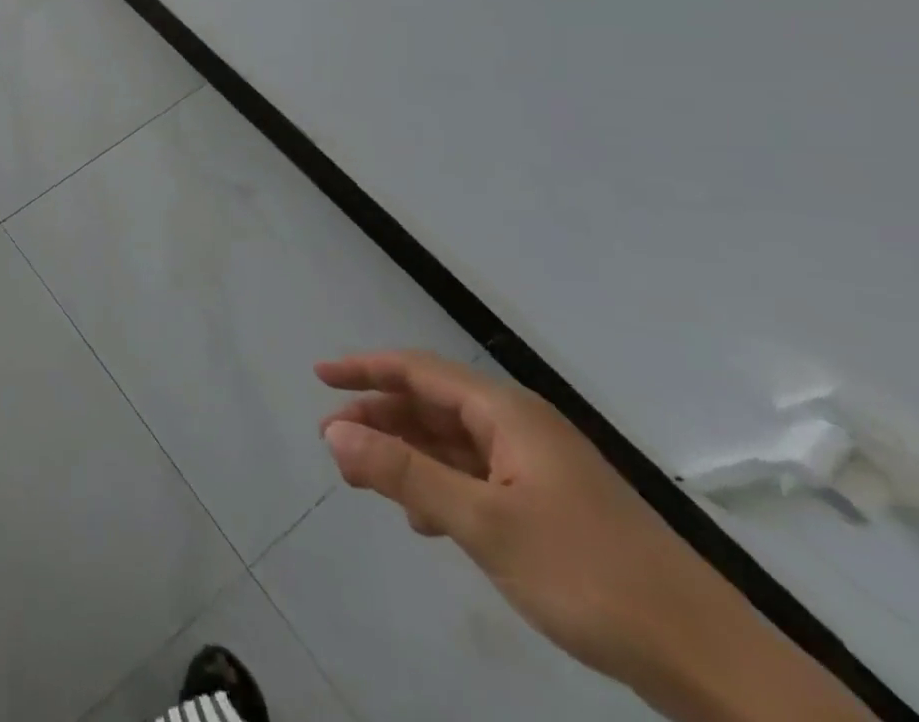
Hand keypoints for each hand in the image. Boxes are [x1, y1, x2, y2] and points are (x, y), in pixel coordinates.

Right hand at [315, 351, 747, 691]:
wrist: (713, 663)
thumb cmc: (589, 575)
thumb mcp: (483, 523)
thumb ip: (403, 472)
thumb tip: (333, 432)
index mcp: (507, 414)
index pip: (418, 370)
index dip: (364, 369)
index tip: (318, 377)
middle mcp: (521, 427)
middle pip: (432, 405)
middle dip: (380, 420)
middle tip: (334, 445)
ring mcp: (539, 468)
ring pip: (452, 444)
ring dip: (406, 456)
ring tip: (366, 483)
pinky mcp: (552, 506)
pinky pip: (477, 478)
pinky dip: (440, 487)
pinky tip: (424, 520)